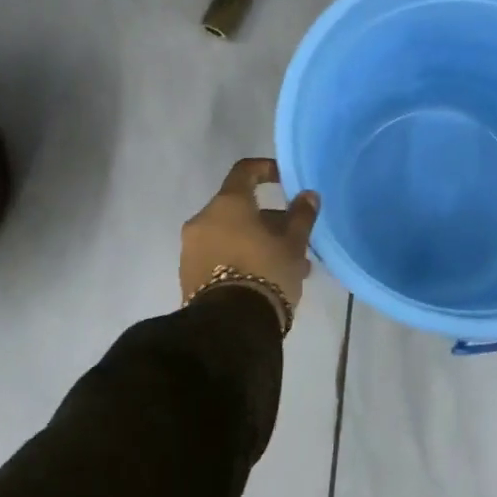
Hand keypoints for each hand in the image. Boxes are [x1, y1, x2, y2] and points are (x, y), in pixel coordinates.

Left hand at [181, 158, 320, 324]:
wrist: (229, 326)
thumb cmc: (265, 272)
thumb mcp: (293, 243)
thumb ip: (301, 215)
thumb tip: (308, 195)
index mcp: (227, 203)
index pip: (244, 171)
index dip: (266, 170)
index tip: (284, 180)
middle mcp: (203, 220)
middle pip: (239, 209)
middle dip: (269, 221)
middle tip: (295, 239)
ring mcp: (192, 249)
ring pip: (231, 236)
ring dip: (257, 244)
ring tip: (289, 268)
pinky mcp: (188, 277)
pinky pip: (219, 257)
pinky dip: (241, 260)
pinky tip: (266, 281)